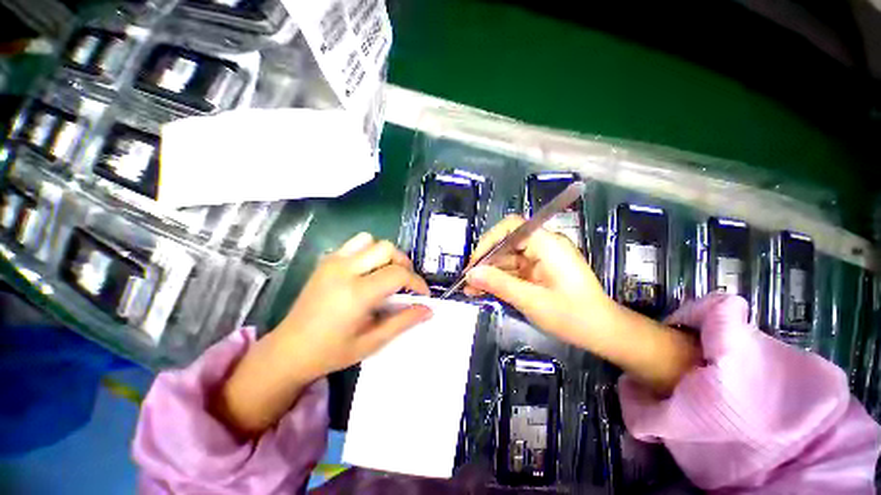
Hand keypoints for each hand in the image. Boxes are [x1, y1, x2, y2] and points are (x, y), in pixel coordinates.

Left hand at [215, 232, 431, 435]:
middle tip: (406, 282)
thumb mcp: (372, 342)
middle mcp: (344, 270)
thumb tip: (428, 310)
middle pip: (387, 248)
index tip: (422, 294)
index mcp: (356, 293)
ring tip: (387, 273)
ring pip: (370, 240)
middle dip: (404, 263)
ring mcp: (332, 262)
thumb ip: (403, 322)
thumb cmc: (331, 352)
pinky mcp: (325, 261)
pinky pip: (354, 244)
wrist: (288, 350)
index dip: (416, 282)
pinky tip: (367, 271)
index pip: (398, 273)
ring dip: (385, 254)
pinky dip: (368, 251)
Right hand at [463, 214, 612, 344]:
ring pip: (508, 258)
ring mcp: (542, 258)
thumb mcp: (532, 301)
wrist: (604, 333)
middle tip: (468, 281)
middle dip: (486, 262)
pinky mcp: (540, 270)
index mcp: (547, 244)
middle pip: (507, 244)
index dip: (489, 240)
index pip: (511, 227)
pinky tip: (485, 290)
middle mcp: (544, 245)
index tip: (476, 262)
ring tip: (472, 289)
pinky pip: (515, 269)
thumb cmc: (573, 316)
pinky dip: (500, 279)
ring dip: (490, 273)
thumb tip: (470, 274)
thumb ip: (499, 284)